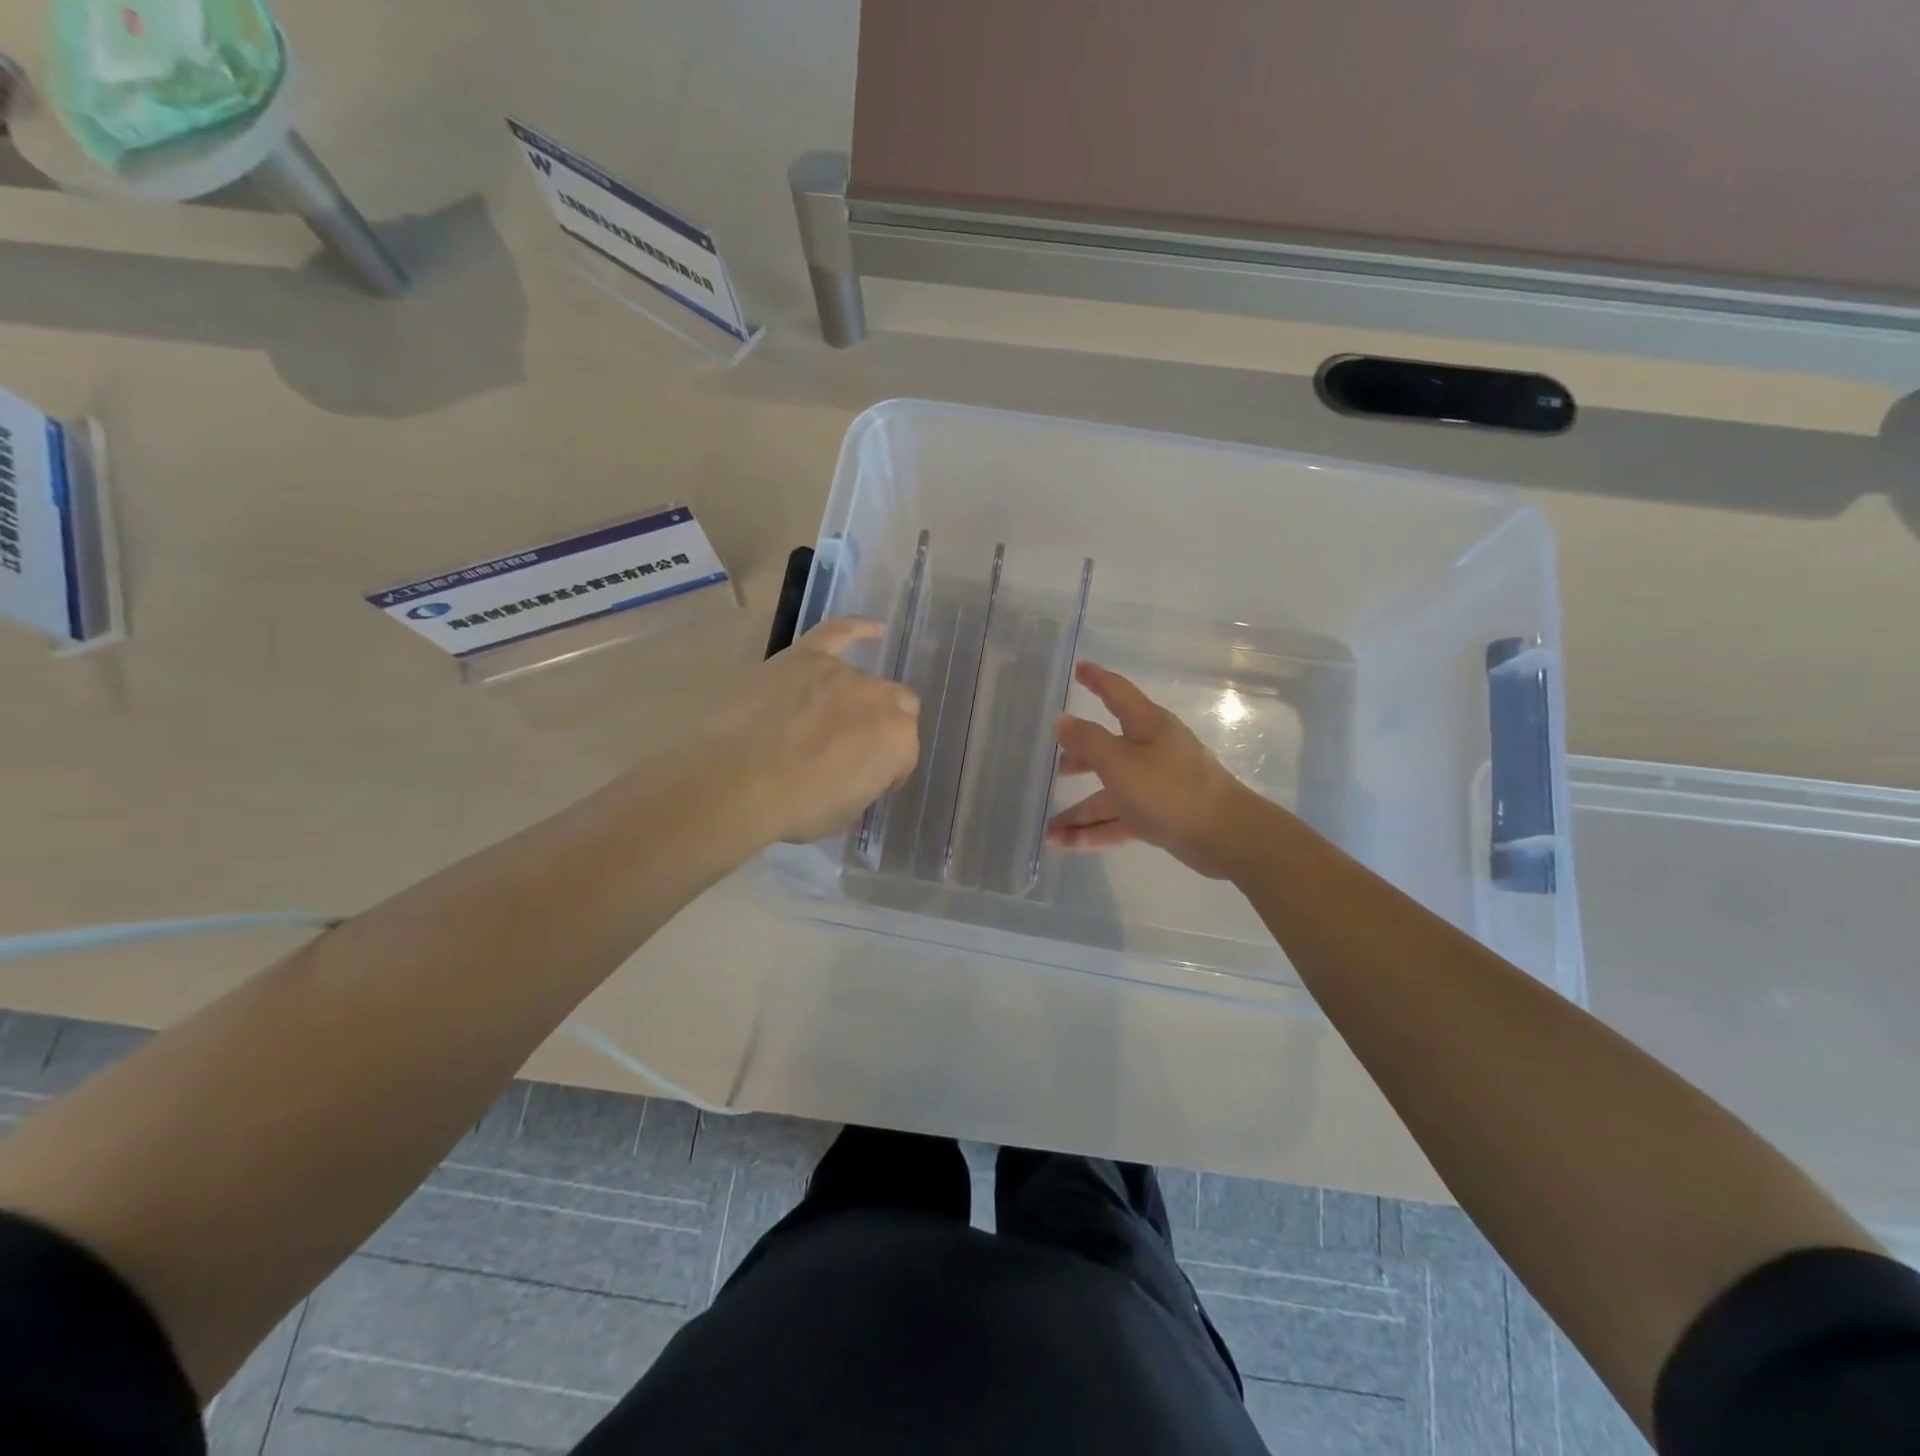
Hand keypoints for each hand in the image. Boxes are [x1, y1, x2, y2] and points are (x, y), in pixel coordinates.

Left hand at [705, 618, 920, 844]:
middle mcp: (880, 698)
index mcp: (898, 740)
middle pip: (895, 709)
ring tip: (824, 724)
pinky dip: (856, 628)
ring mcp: (842, 672)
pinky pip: (837, 632)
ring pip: (861, 683)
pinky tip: (872, 629)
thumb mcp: (846, 811)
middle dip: (881, 729)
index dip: (888, 770)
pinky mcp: (805, 656)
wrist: (736, 781)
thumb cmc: (795, 807)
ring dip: (852, 702)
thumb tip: (857, 769)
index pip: (904, 753)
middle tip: (852, 752)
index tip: (869, 784)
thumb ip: (865, 781)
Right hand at [1048, 662, 1274, 878]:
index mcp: (1147, 726)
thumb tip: (1062, 721)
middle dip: (1081, 758)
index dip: (1097, 680)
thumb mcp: (1120, 762)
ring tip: (1049, 830)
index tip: (1078, 668)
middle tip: (1054, 767)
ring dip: (1079, 812)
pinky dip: (1095, 831)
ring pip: (1110, 794)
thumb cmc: (1170, 789)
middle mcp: (1152, 751)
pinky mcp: (1160, 816)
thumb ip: (1087, 741)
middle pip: (1109, 749)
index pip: (1117, 693)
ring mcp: (1156, 786)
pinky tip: (1067, 844)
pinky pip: (1119, 820)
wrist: (1225, 836)